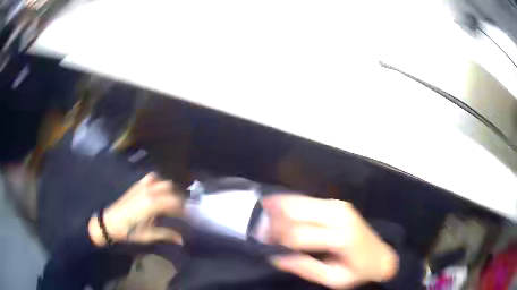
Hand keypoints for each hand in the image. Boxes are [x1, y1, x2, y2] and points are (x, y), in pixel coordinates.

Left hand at [89, 173, 183, 245]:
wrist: (111, 222)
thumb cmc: (129, 231)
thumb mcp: (149, 235)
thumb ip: (166, 234)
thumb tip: (182, 240)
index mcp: (153, 203)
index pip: (175, 202)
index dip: (183, 210)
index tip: (186, 218)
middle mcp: (150, 191)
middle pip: (171, 189)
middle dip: (178, 199)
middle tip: (179, 211)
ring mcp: (143, 186)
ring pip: (163, 181)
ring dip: (170, 190)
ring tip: (170, 201)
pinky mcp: (137, 185)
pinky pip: (152, 177)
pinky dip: (158, 182)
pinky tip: (157, 191)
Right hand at [263, 195, 397, 288]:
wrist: (380, 256)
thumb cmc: (357, 272)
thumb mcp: (332, 279)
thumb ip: (305, 268)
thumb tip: (274, 257)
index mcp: (341, 237)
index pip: (299, 234)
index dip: (276, 238)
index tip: (260, 242)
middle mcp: (340, 215)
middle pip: (297, 213)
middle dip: (274, 221)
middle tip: (258, 230)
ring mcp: (339, 205)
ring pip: (300, 201)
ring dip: (279, 208)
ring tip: (263, 216)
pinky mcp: (337, 202)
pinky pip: (307, 199)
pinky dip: (289, 202)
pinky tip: (276, 205)